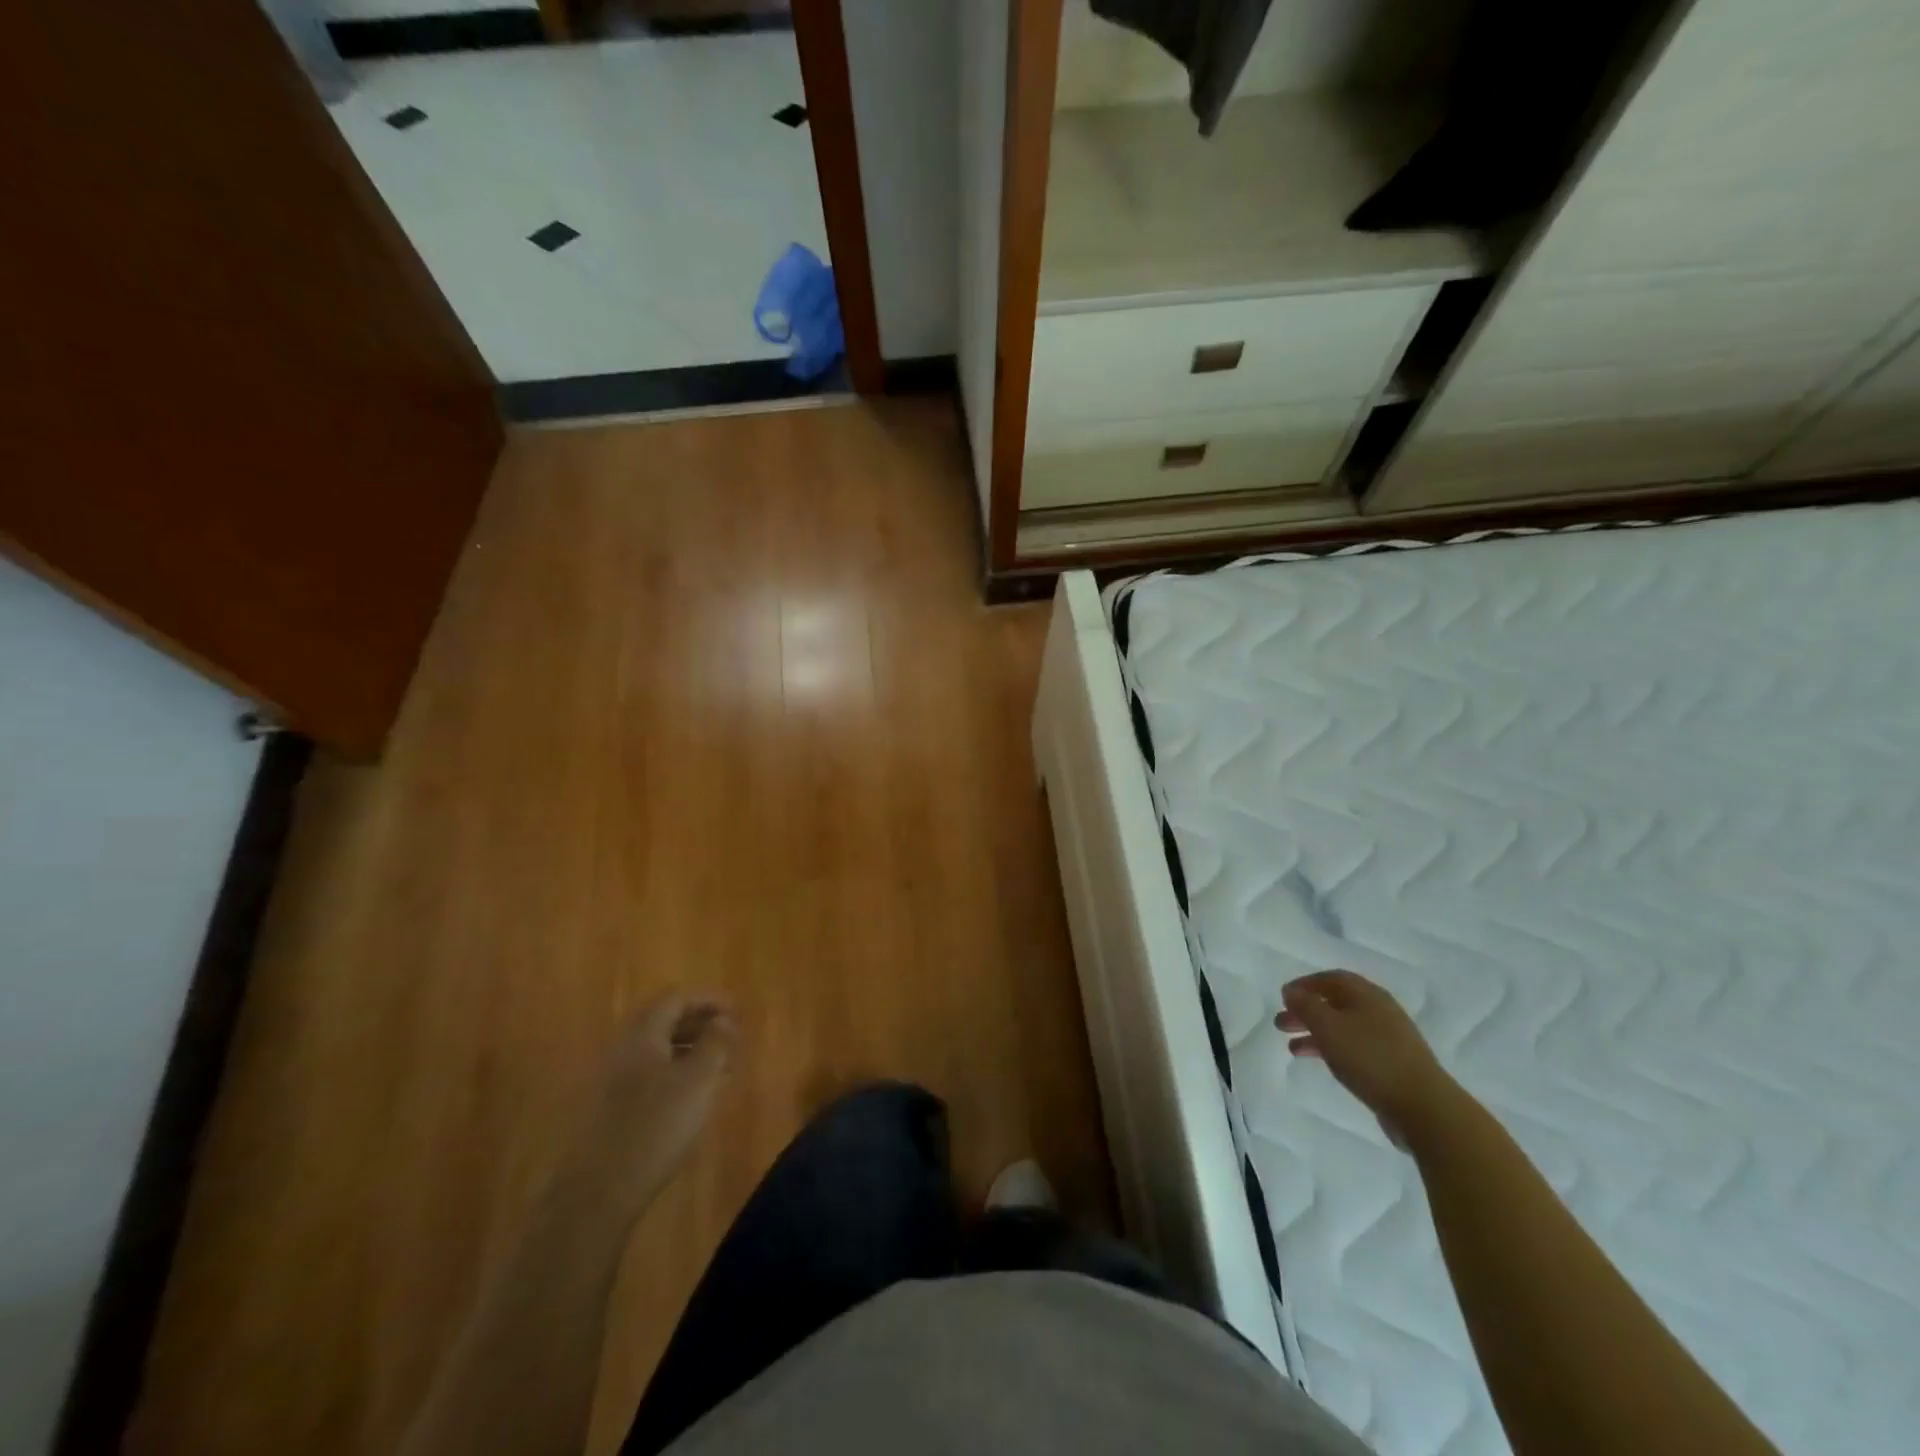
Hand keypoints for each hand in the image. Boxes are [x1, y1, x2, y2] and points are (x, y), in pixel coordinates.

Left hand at [571, 992, 737, 1215]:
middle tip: (730, 1035)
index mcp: (642, 1034)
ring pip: (657, 1049)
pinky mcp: (609, 1109)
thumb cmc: (656, 1127)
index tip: (737, 1011)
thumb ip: (715, 1043)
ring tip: (719, 1066)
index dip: (709, 1000)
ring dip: (690, 1048)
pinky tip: (693, 1095)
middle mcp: (623, 1048)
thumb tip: (724, 1020)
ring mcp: (612, 1080)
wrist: (598, 1193)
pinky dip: (675, 1071)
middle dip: (700, 1023)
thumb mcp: (699, 1080)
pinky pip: (648, 1073)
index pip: (677, 999)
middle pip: (664, 1021)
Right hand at [1277, 970, 1455, 1144]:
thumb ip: (1305, 1005)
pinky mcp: (1393, 1064)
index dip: (1305, 984)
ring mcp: (1389, 1039)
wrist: (1424, 1107)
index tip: (1284, 997)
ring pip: (1343, 1027)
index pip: (1331, 978)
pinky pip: (1354, 1048)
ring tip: (1292, 1048)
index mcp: (1366, 995)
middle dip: (1306, 1011)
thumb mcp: (1328, 1027)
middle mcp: (1379, 1011)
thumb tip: (1291, 991)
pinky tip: (1320, 1062)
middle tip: (1281, 1023)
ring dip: (1316, 1033)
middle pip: (1336, 1003)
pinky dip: (1333, 1050)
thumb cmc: (1370, 1058)